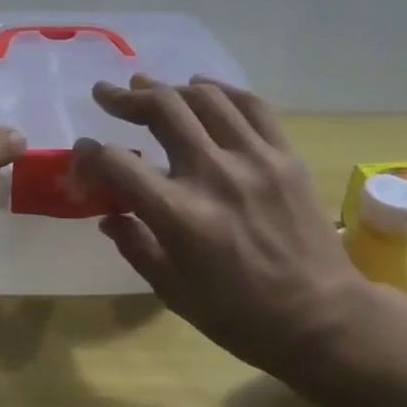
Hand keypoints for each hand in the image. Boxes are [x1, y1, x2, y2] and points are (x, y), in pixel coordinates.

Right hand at [72, 76, 370, 376]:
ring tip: (149, 87)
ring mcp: (255, 160)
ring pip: (205, 99)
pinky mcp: (285, 157)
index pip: (117, 165)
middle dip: (125, 98)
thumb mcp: (173, 292)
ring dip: (169, 88)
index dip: (90, 154)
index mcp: (180, 216)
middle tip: (106, 94)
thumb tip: (108, 215)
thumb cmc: (241, 316)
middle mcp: (215, 176)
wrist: (323, 319)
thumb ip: (135, 246)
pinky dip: (222, 90)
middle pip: (162, 110)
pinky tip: (203, 88)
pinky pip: (252, 106)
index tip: (82, 152)